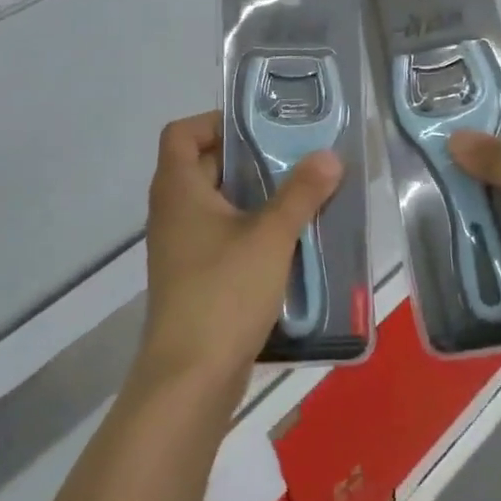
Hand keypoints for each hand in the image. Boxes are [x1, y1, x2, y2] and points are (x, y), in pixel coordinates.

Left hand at [139, 111, 342, 398]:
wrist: (190, 378)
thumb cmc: (224, 292)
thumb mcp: (270, 237)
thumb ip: (300, 194)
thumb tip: (328, 155)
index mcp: (178, 190)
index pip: (182, 133)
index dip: (215, 122)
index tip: (259, 129)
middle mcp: (172, 212)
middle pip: (202, 166)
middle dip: (248, 159)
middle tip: (293, 159)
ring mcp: (179, 248)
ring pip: (215, 205)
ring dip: (253, 198)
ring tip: (299, 197)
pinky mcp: (192, 278)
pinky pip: (219, 237)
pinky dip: (248, 230)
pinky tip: (286, 243)